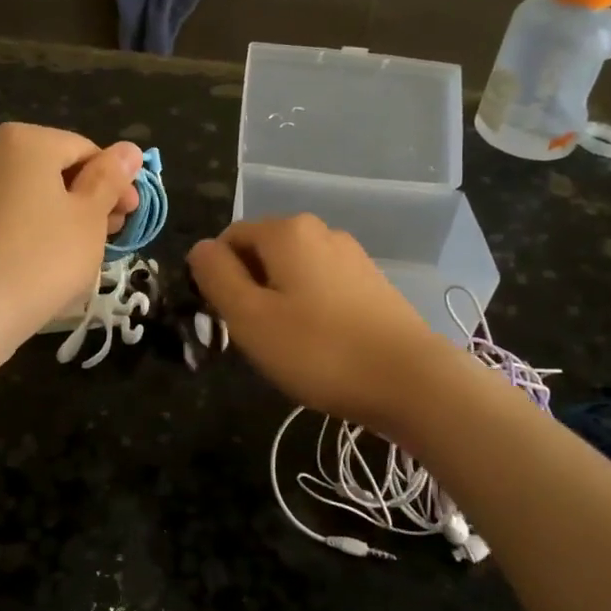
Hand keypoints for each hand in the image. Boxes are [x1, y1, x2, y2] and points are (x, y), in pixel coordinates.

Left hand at [0, 123, 141, 343]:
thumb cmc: (44, 256)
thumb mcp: (90, 216)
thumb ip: (110, 177)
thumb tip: (129, 149)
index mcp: (25, 140)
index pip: (85, 150)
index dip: (115, 181)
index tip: (130, 214)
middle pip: (53, 168)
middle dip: (87, 197)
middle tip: (111, 234)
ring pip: (28, 192)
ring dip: (60, 213)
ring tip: (81, 250)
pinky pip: (5, 213)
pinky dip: (30, 227)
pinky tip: (44, 259)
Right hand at [188, 216, 460, 434]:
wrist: (410, 380)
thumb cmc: (319, 349)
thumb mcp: (250, 317)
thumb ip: (217, 276)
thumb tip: (200, 248)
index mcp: (287, 231)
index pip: (229, 239)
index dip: (217, 278)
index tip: (227, 320)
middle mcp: (320, 231)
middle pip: (262, 252)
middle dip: (249, 288)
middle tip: (255, 337)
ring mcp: (351, 255)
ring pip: (293, 271)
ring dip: (278, 300)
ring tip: (288, 345)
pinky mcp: (372, 282)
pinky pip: (322, 285)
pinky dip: (309, 308)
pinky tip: (320, 344)